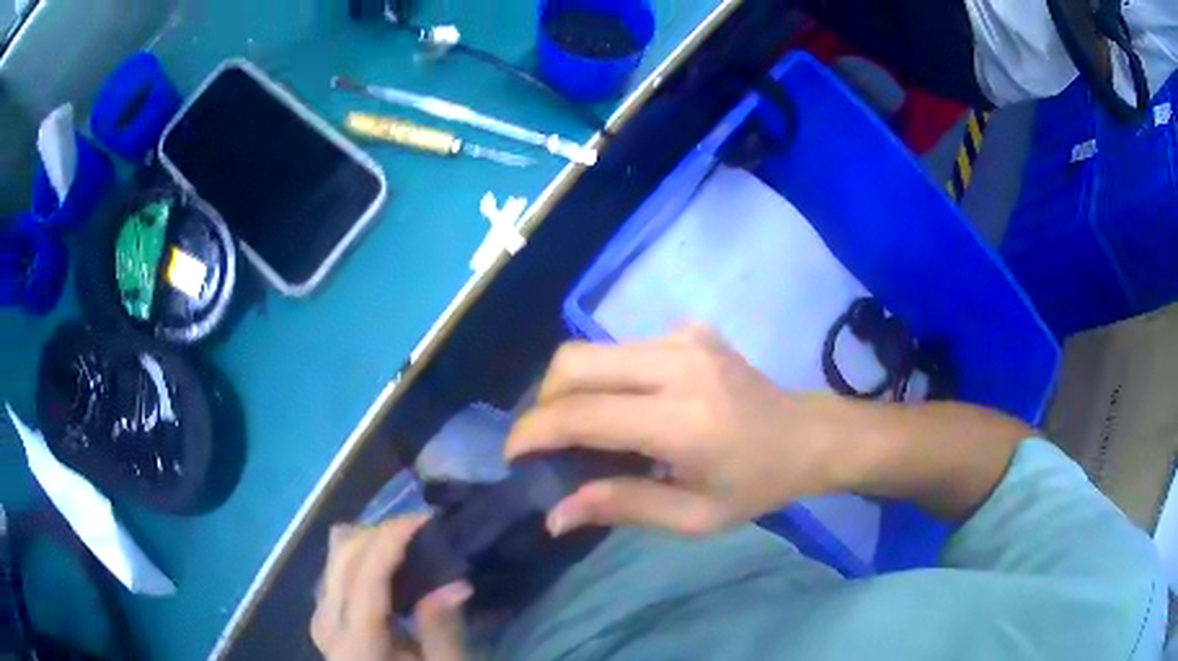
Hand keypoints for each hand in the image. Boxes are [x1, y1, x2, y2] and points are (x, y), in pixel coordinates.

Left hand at [311, 517, 471, 660]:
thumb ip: (443, 631)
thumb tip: (457, 584)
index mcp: (355, 642)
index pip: (365, 576)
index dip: (391, 539)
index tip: (427, 518)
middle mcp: (326, 618)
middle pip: (342, 552)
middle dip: (382, 532)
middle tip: (425, 534)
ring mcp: (320, 612)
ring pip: (335, 552)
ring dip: (372, 540)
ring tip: (411, 548)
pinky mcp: (324, 611)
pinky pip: (337, 565)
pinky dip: (364, 554)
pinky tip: (392, 569)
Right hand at [505, 327, 856, 536]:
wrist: (805, 435)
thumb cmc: (755, 485)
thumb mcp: (695, 518)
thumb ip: (623, 507)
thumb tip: (554, 514)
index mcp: (684, 420)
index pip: (583, 414)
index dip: (535, 432)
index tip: (513, 456)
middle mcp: (679, 364)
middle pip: (575, 362)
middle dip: (543, 401)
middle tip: (545, 442)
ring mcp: (685, 337)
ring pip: (593, 350)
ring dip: (571, 388)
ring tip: (580, 429)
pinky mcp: (689, 329)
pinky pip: (622, 349)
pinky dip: (605, 378)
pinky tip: (625, 408)